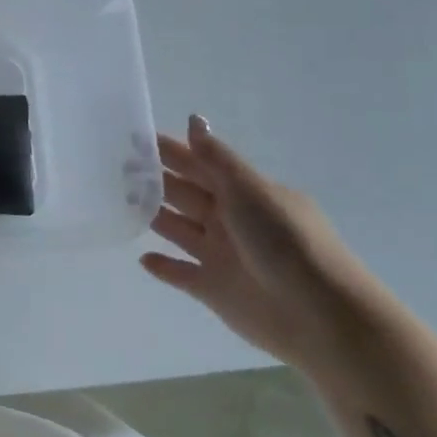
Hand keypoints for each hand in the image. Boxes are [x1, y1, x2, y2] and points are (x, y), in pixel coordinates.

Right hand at [141, 115, 379, 372]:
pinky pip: (180, 273)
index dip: (169, 151)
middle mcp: (229, 220)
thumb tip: (193, 118)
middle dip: (153, 180)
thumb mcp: (251, 191)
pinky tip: (142, 258)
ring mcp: (220, 255)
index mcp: (242, 193)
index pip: (199, 164)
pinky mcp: (213, 289)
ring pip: (178, 229)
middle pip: (184, 194)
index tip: (132, 138)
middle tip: (114, 167)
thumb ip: (216, 159)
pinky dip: (163, 266)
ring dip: (152, 216)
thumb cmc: (287, 243)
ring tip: (119, 204)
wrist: (322, 318)